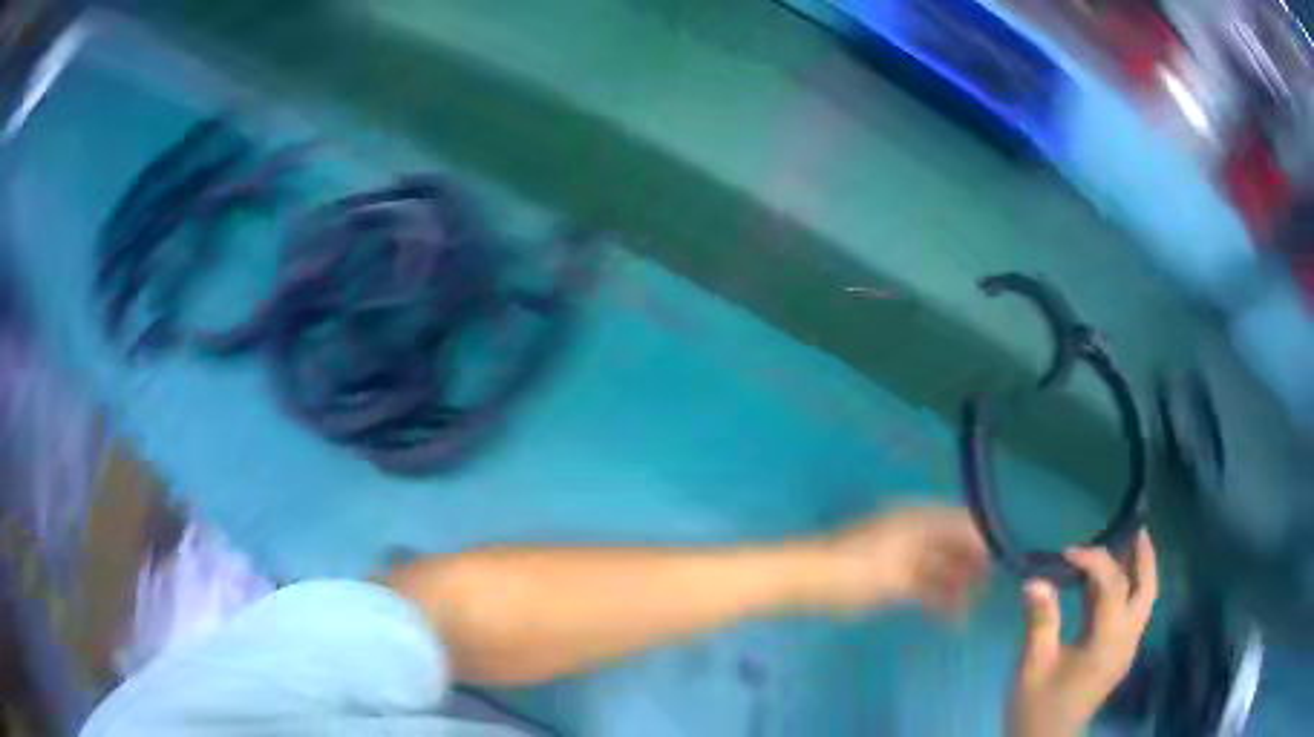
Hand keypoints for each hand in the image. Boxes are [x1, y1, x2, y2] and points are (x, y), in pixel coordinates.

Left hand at [813, 504, 990, 617]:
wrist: (808, 581)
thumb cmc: (857, 571)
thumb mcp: (903, 570)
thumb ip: (944, 562)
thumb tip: (980, 552)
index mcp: (919, 517)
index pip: (963, 523)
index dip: (983, 544)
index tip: (997, 569)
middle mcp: (915, 528)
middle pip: (954, 545)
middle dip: (971, 569)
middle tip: (982, 596)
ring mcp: (903, 551)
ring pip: (940, 565)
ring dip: (955, 587)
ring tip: (965, 614)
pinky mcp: (892, 573)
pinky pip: (924, 580)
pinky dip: (937, 595)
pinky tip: (947, 615)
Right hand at [1009, 530, 1158, 736]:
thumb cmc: (1037, 707)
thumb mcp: (1033, 666)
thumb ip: (1040, 621)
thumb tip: (1036, 579)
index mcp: (1108, 641)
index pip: (1112, 585)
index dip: (1093, 561)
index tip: (1066, 553)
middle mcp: (1126, 641)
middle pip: (1147, 590)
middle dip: (1144, 557)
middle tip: (1136, 527)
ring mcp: (1126, 650)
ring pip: (1144, 601)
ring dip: (1139, 571)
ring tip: (1127, 545)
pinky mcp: (1118, 657)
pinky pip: (1133, 613)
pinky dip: (1128, 591)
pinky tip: (1110, 586)